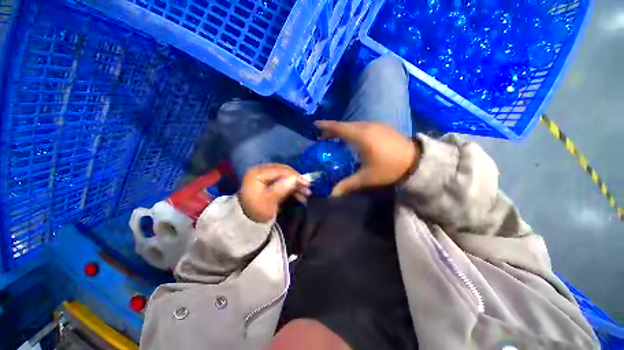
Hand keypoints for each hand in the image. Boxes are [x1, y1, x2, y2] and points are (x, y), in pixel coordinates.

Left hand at [239, 164, 311, 222]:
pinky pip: (283, 181)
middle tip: (308, 188)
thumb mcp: (268, 202)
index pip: (280, 171)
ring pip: (285, 176)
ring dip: (296, 184)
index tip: (307, 184)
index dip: (295, 176)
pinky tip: (300, 194)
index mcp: (257, 173)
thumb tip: (295, 179)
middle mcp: (261, 170)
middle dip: (297, 180)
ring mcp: (265, 174)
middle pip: (284, 172)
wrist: (246, 220)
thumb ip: (281, 189)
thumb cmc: (256, 211)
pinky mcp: (269, 180)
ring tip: (306, 193)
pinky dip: (292, 187)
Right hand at [315, 121, 420, 196]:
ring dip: (344, 130)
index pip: (338, 128)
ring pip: (355, 125)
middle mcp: (367, 126)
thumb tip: (332, 194)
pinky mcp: (384, 127)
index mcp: (360, 136)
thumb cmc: (388, 168)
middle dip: (333, 130)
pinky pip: (364, 126)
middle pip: (345, 125)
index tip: (315, 124)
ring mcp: (377, 125)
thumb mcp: (366, 178)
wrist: (416, 162)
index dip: (325, 126)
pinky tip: (355, 139)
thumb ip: (347, 185)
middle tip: (323, 138)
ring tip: (337, 139)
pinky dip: (354, 131)